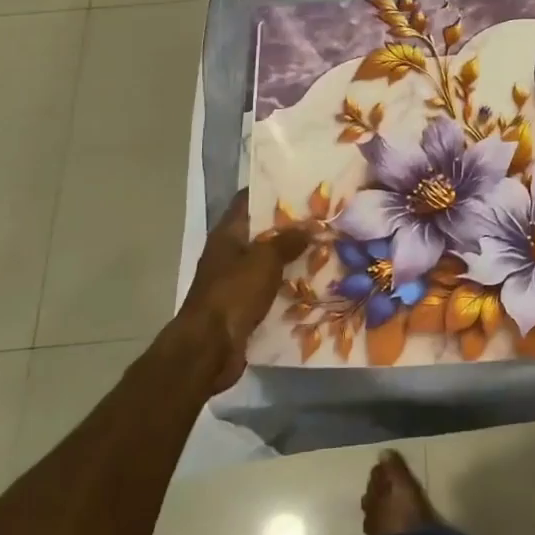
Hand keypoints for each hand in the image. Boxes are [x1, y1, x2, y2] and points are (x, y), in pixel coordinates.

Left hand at [174, 191, 307, 391]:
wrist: (209, 349)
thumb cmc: (233, 293)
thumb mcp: (265, 259)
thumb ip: (289, 240)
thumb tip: (311, 226)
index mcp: (227, 234)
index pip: (248, 200)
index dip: (272, 190)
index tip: (301, 185)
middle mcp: (229, 253)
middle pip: (262, 232)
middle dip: (290, 227)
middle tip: (322, 219)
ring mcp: (234, 281)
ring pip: (268, 262)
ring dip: (292, 258)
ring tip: (325, 249)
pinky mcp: (242, 307)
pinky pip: (269, 290)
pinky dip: (287, 287)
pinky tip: (313, 284)